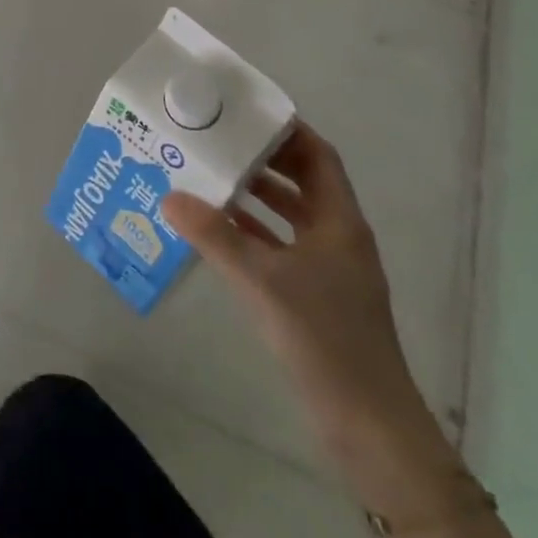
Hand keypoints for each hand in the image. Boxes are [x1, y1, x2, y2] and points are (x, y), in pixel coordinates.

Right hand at [161, 122, 432, 461]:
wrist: (368, 426)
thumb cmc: (324, 338)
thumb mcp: (262, 281)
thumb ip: (215, 236)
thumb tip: (169, 196)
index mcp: (340, 222)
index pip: (318, 157)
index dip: (287, 131)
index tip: (245, 112)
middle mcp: (338, 237)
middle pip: (302, 182)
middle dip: (263, 159)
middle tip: (217, 139)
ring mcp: (329, 269)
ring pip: (290, 215)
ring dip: (255, 196)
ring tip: (209, 176)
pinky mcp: (316, 296)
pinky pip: (281, 246)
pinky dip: (253, 232)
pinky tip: (218, 230)